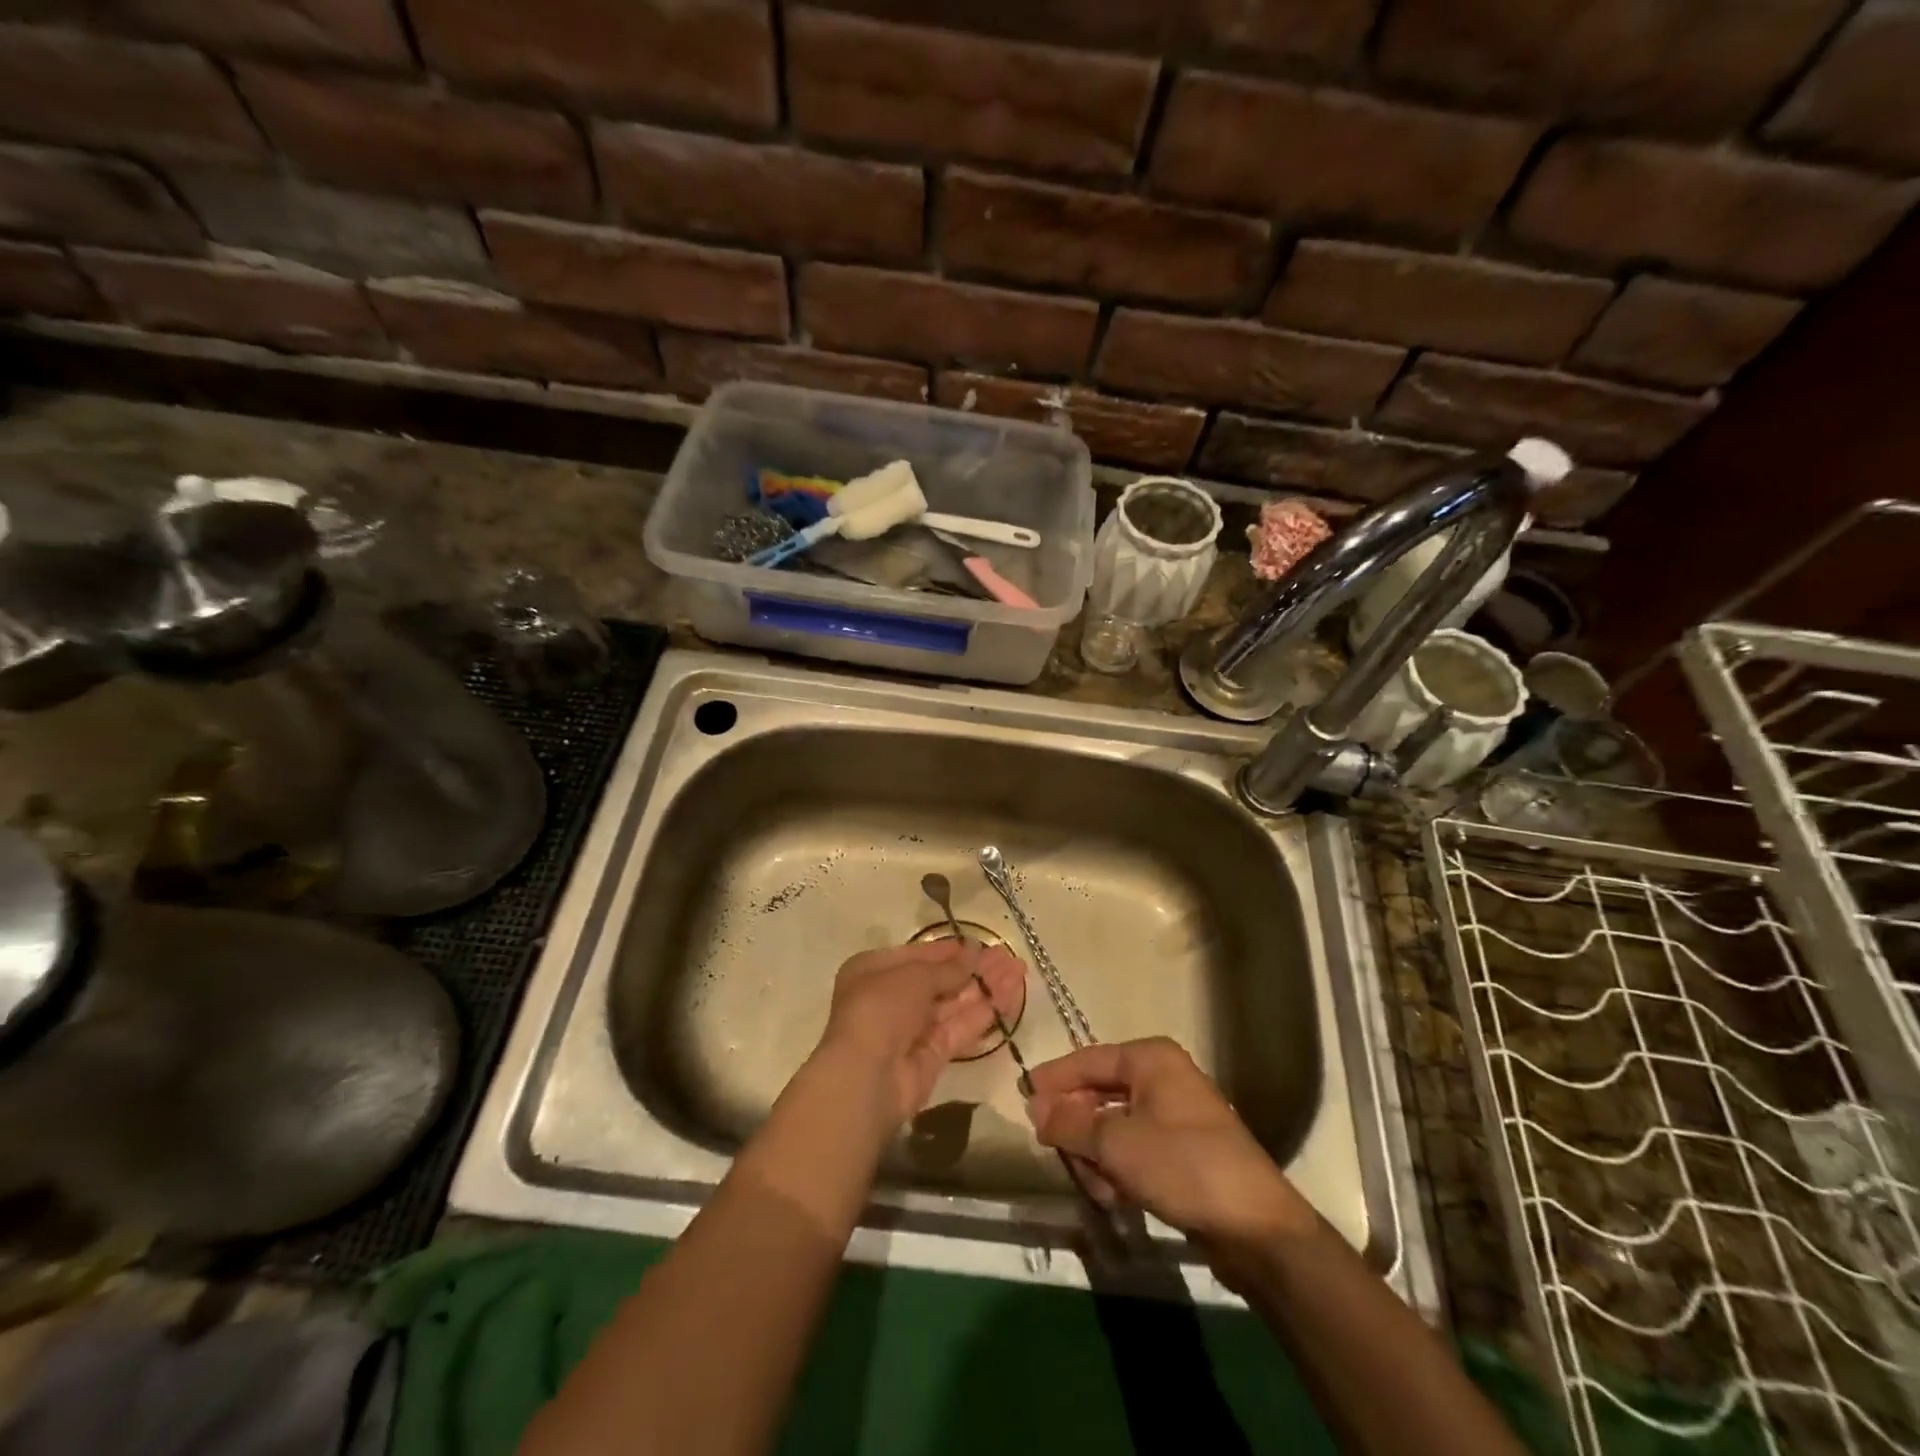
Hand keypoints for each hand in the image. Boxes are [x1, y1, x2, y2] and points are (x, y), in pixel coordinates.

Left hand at [815, 940, 1026, 1126]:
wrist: (867, 1077)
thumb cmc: (881, 1008)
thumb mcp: (914, 977)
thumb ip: (948, 968)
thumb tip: (973, 952)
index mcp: (874, 971)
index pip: (918, 955)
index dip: (949, 950)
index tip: (980, 944)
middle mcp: (891, 998)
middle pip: (940, 980)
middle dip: (974, 969)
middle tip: (1009, 957)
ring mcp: (912, 1029)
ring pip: (954, 1004)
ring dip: (985, 988)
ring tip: (1019, 972)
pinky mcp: (932, 1056)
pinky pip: (960, 1028)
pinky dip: (984, 1013)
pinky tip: (1009, 997)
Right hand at [1025, 1037, 1313, 1255]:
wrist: (1257, 1229)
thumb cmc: (1182, 1166)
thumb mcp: (1116, 1144)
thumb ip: (1069, 1122)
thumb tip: (1034, 1106)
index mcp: (1151, 1058)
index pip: (1088, 1060)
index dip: (1053, 1079)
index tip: (1022, 1098)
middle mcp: (1164, 1077)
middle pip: (1100, 1094)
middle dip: (1078, 1128)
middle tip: (1055, 1152)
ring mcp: (1177, 1114)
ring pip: (1116, 1126)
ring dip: (1098, 1156)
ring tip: (1095, 1186)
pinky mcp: (1185, 1151)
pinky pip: (1136, 1148)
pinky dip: (1120, 1169)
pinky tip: (1116, 1197)